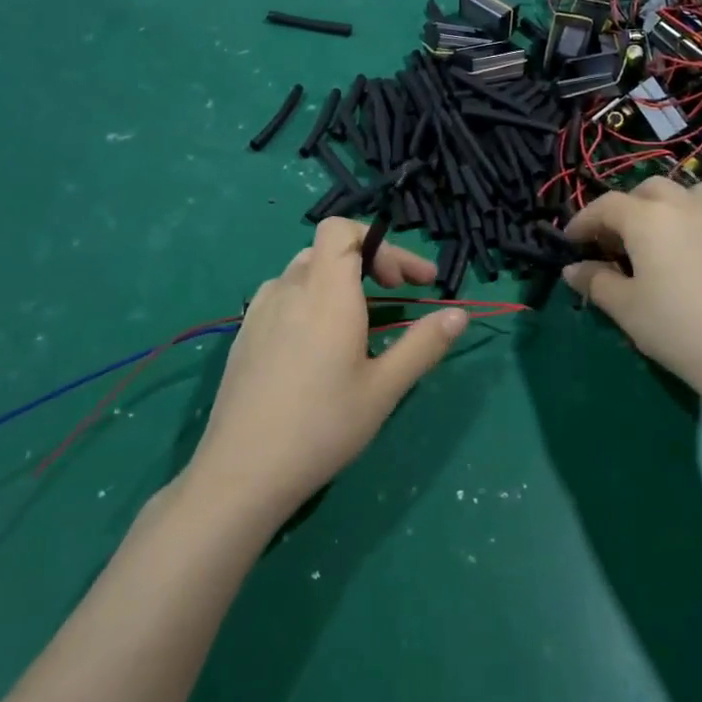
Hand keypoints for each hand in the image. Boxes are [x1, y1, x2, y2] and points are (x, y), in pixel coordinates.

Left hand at [188, 217, 467, 520]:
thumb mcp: (384, 388)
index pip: (342, 230)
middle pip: (328, 248)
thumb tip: (459, 314)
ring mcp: (260, 311)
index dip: (380, 243)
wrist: (242, 472)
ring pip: (304, 271)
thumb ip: (424, 345)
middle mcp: (289, 289)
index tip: (410, 281)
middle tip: (398, 293)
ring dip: (339, 279)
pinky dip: (311, 298)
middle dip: (369, 260)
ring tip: (362, 317)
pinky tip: (319, 342)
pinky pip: (283, 295)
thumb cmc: (323, 427)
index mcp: (325, 293)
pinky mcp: (245, 334)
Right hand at [562, 175, 701, 407]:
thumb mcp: (625, 309)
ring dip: (671, 206)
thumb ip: (595, 281)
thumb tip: (573, 269)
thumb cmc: (677, 329)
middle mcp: (686, 205)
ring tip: (664, 236)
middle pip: (650, 189)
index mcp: (648, 218)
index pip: (606, 206)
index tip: (572, 241)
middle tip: (618, 239)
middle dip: (628, 207)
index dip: (584, 220)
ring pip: (692, 194)